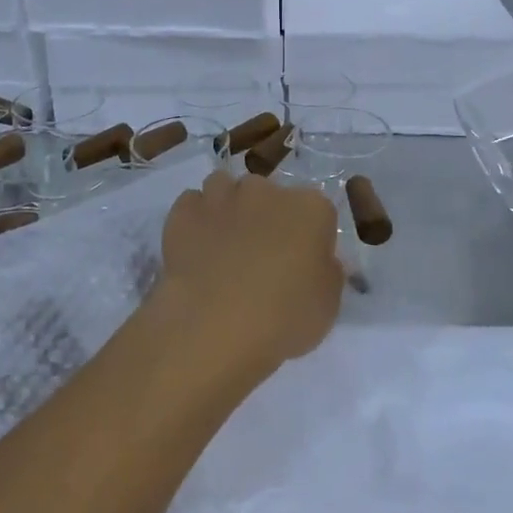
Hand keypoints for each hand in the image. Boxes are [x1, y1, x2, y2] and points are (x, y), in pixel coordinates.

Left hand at [158, 169, 342, 373]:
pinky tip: (194, 248)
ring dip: (226, 208)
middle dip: (265, 216)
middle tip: (259, 255)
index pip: (317, 210)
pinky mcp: (184, 211)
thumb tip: (318, 260)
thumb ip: (326, 272)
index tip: (301, 263)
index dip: (309, 236)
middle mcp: (266, 191)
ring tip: (223, 245)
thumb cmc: (284, 318)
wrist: (214, 326)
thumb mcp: (328, 305)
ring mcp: (222, 196)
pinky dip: (194, 220)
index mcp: (310, 208)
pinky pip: (191, 205)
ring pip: (225, 187)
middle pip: (268, 194)